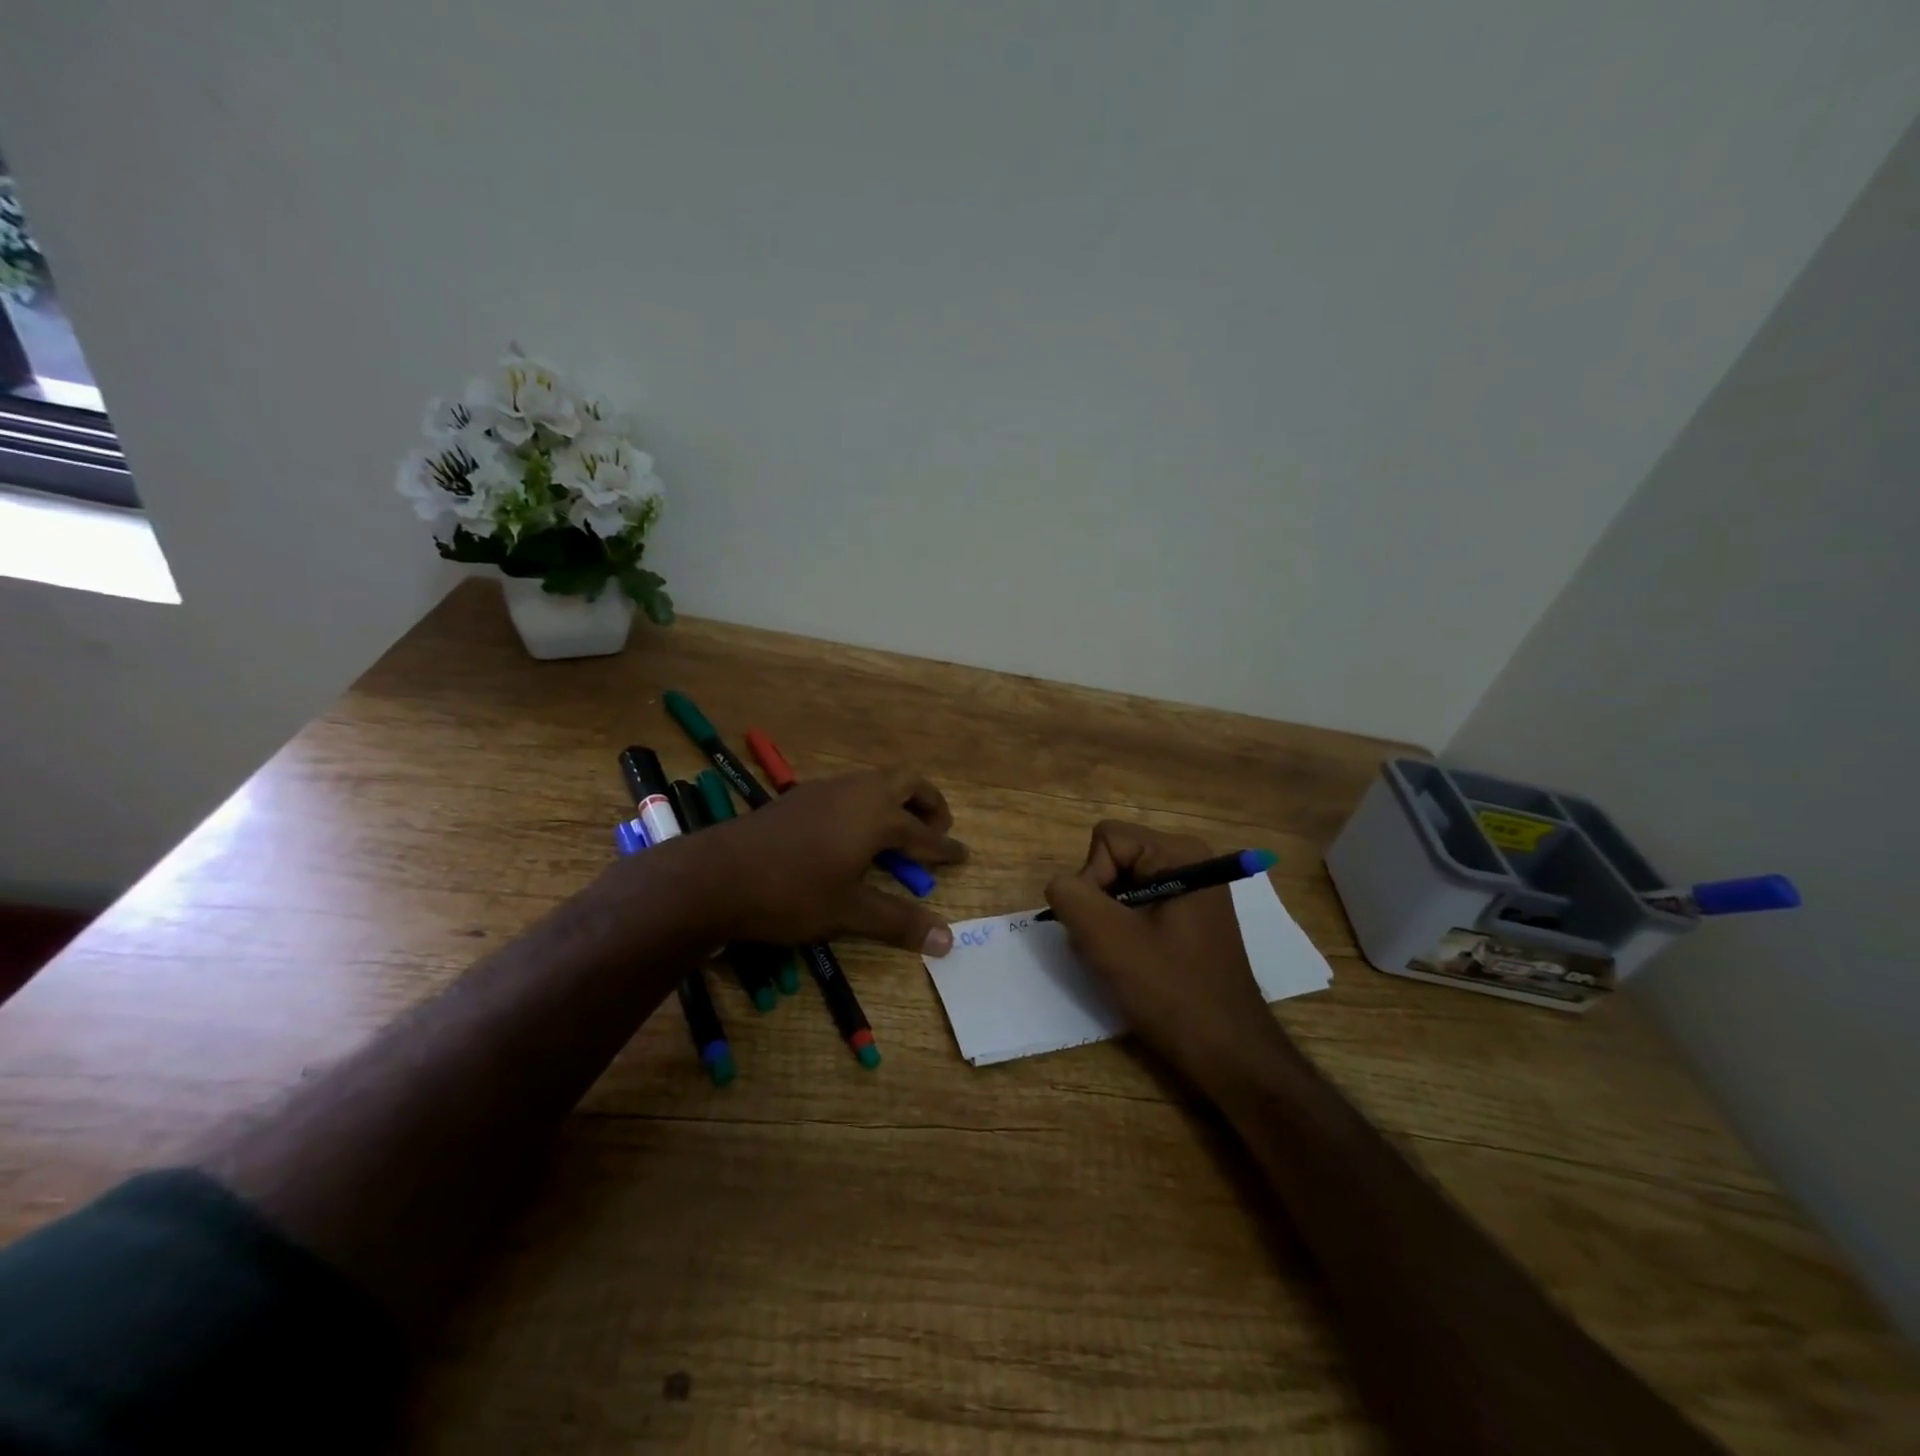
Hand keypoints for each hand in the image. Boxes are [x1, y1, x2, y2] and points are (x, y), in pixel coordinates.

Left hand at [642, 767, 966, 953]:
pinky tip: (853, 834)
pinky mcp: (801, 796)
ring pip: (876, 781)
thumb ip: (899, 922)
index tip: (963, 855)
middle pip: (907, 782)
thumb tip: (948, 941)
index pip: (924, 832)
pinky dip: (868, 804)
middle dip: (929, 804)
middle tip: (935, 832)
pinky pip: (850, 789)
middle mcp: (857, 792)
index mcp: (877, 816)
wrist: (716, 875)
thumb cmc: (791, 893)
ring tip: (897, 835)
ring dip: (897, 801)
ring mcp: (826, 789)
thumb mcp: (849, 911)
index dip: (945, 848)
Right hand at [1045, 821, 1286, 1089]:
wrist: (1228, 1054)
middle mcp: (1190, 862)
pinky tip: (1136, 966)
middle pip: (1113, 860)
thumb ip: (1070, 895)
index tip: (1107, 927)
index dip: (1091, 879)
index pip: (1105, 840)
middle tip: (1111, 947)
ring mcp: (1192, 892)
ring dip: (1108, 924)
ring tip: (1123, 961)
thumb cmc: (1171, 991)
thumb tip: (1062, 886)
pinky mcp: (1190, 920)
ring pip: (1120, 888)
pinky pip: (1137, 909)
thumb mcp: (1108, 938)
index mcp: (1179, 853)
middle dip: (1099, 903)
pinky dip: (1125, 935)